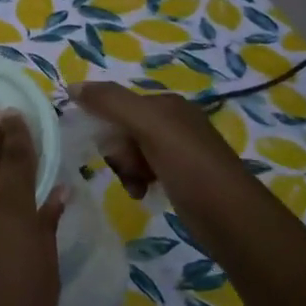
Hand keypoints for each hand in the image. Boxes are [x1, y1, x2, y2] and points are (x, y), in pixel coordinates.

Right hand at [68, 82, 248, 199]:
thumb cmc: (190, 166)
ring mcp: (178, 150)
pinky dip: (137, 181)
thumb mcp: (149, 126)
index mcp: (167, 104)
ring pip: (130, 152)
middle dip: (118, 151)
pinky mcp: (180, 176)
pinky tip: (141, 193)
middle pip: (121, 129)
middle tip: (128, 168)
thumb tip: (72, 86)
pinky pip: (143, 170)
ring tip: (136, 185)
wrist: (233, 218)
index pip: (117, 104)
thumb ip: (110, 102)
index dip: (104, 125)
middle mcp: (173, 122)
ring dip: (125, 169)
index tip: (105, 147)